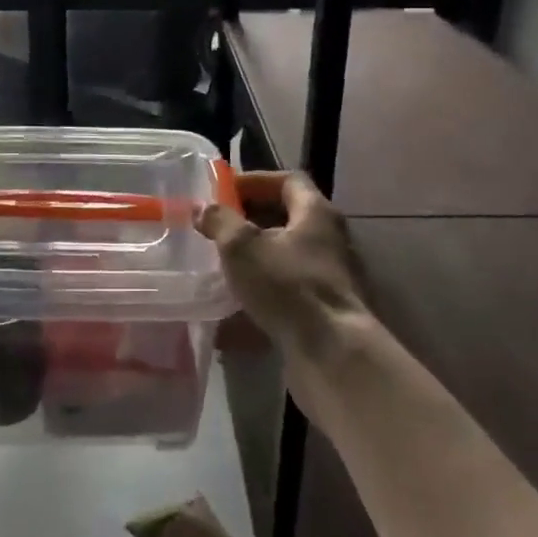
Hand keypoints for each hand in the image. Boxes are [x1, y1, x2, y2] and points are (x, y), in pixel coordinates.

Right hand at [198, 174, 368, 363]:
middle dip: (249, 222)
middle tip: (216, 229)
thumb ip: (220, 221)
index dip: (255, 181)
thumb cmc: (288, 286)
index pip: (288, 181)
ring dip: (252, 261)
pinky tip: (231, 313)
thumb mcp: (243, 247)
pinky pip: (285, 293)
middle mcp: (328, 240)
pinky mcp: (323, 312)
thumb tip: (203, 208)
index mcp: (315, 213)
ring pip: (284, 258)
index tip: (224, 192)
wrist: (333, 356)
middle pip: (286, 218)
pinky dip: (259, 297)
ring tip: (219, 268)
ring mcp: (329, 278)